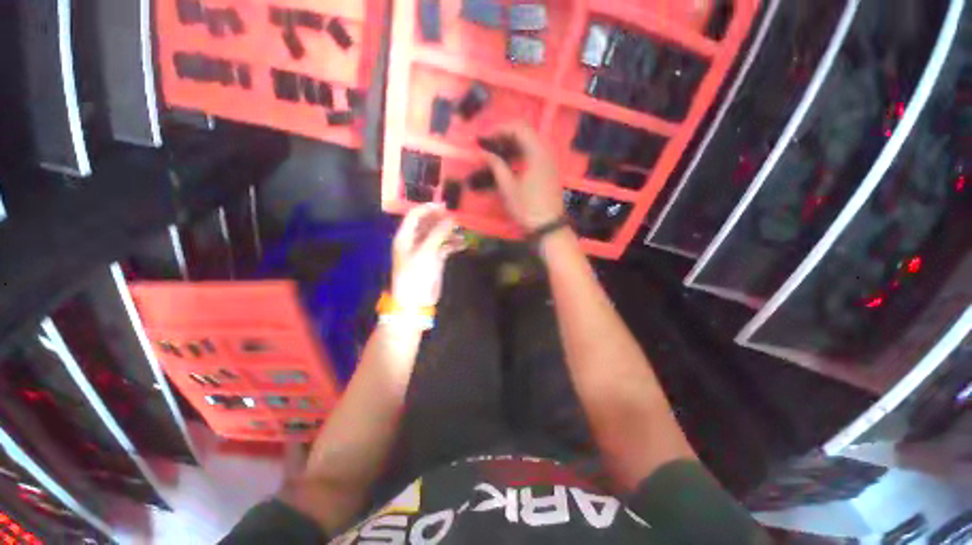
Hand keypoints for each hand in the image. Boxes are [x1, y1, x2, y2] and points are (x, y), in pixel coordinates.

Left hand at [391, 203, 463, 308]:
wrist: (415, 300)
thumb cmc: (415, 273)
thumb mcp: (426, 251)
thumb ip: (439, 233)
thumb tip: (452, 218)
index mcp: (406, 236)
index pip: (415, 215)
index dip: (428, 208)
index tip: (445, 206)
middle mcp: (415, 240)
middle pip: (428, 224)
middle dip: (442, 220)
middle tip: (457, 217)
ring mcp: (426, 250)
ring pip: (438, 235)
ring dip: (449, 232)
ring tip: (462, 231)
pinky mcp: (435, 259)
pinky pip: (445, 247)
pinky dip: (453, 245)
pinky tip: (463, 244)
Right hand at [480, 122, 564, 230]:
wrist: (548, 225)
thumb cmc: (527, 207)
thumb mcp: (508, 187)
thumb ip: (496, 166)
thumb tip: (483, 152)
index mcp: (536, 152)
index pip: (518, 127)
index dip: (498, 129)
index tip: (484, 138)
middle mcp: (545, 151)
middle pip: (525, 132)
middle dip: (504, 134)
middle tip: (488, 144)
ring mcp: (549, 160)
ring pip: (530, 142)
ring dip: (512, 143)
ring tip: (495, 152)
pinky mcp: (549, 169)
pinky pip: (534, 153)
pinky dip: (520, 152)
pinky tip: (509, 162)